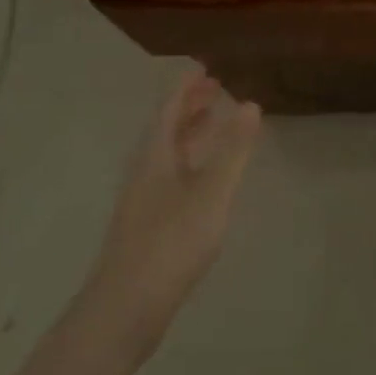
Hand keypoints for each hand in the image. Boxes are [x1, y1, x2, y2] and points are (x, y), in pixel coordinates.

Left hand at [86, 70, 261, 358]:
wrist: (125, 309)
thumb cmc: (171, 243)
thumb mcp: (212, 193)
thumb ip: (233, 150)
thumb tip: (251, 104)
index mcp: (156, 157)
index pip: (169, 109)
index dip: (186, 86)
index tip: (204, 65)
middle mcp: (145, 172)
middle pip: (166, 129)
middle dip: (189, 106)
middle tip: (215, 88)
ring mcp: (144, 200)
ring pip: (168, 154)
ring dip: (190, 133)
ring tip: (214, 123)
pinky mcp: (148, 225)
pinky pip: (172, 176)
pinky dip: (191, 161)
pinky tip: (205, 178)